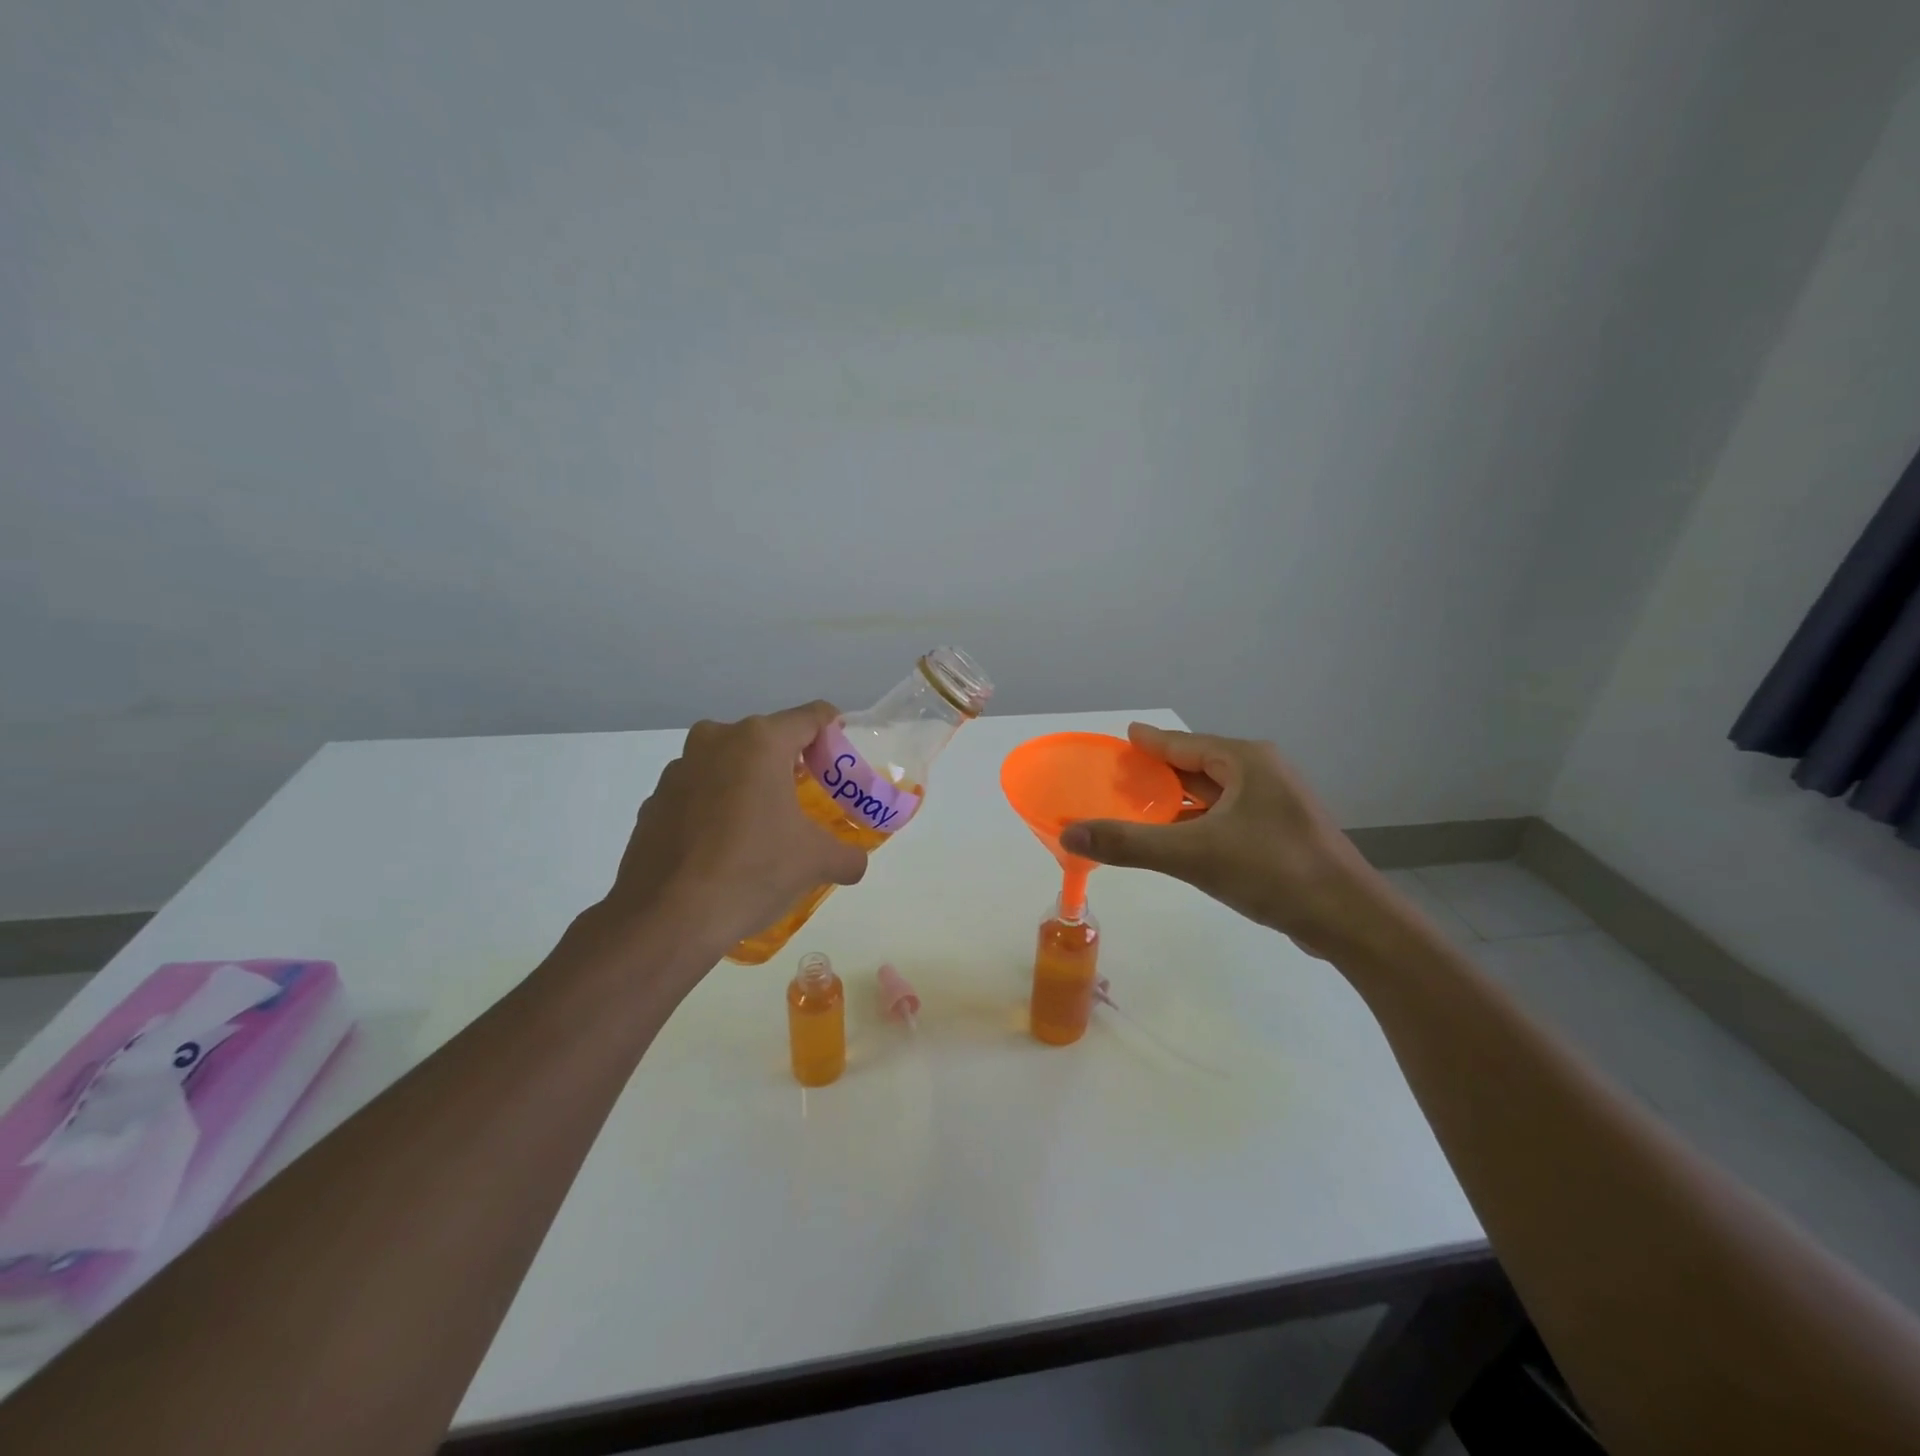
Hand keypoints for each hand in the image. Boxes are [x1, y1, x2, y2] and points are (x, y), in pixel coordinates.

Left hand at [597, 701, 867, 964]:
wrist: (666, 920)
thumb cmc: (752, 871)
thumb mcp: (816, 862)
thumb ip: (847, 854)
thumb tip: (854, 862)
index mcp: (760, 742)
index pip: (812, 717)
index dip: (835, 734)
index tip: (842, 763)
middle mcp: (716, 741)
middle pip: (768, 739)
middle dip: (791, 764)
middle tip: (809, 800)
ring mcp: (679, 770)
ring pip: (729, 764)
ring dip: (750, 785)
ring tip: (765, 827)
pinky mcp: (654, 802)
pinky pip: (699, 793)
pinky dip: (717, 808)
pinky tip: (724, 849)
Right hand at [1059, 723, 1387, 958]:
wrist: (1349, 921)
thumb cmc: (1273, 871)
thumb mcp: (1193, 855)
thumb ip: (1129, 843)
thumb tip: (1070, 835)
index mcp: (1246, 762)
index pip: (1183, 744)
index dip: (1148, 743)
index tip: (1122, 739)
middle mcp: (1263, 773)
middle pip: (1198, 766)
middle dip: (1159, 773)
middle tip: (1119, 778)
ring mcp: (1276, 804)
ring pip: (1214, 794)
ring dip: (1179, 800)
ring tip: (1140, 807)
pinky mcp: (1281, 834)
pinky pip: (1227, 817)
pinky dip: (1198, 822)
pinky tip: (1178, 838)